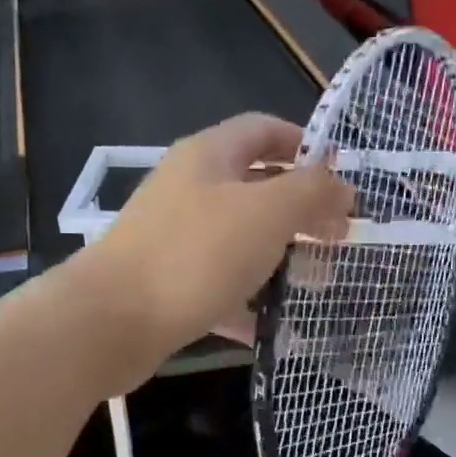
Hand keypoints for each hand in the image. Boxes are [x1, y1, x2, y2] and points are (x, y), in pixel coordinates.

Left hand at [75, 114, 353, 374]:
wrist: (112, 320)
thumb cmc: (195, 254)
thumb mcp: (266, 212)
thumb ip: (311, 191)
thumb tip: (342, 185)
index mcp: (209, 156)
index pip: (263, 129)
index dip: (306, 145)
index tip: (342, 179)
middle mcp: (188, 189)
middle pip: (254, 187)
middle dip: (300, 209)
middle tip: (339, 238)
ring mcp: (174, 238)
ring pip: (238, 240)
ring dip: (278, 257)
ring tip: (317, 283)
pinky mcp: (167, 284)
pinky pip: (218, 286)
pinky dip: (247, 302)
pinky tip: (274, 327)